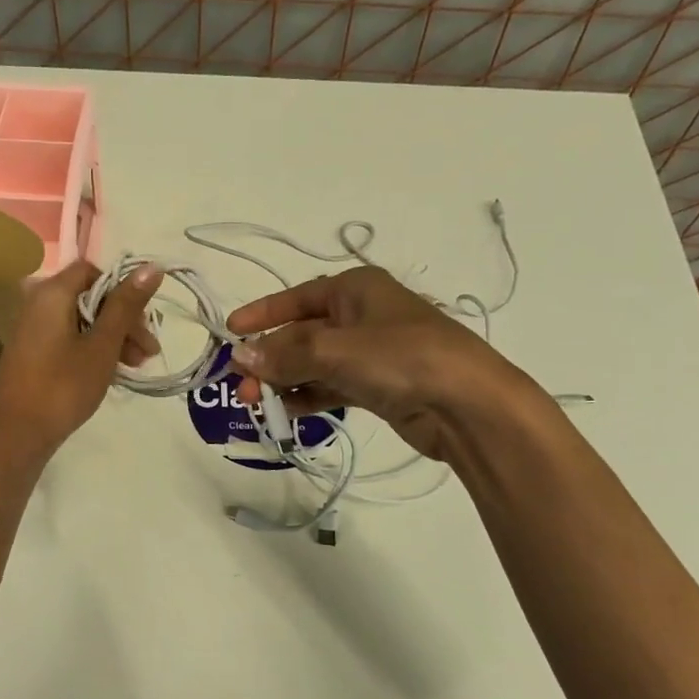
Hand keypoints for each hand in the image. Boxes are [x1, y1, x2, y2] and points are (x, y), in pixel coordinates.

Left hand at [0, 261, 160, 462]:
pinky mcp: (32, 352)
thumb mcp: (102, 345)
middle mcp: (38, 303)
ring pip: (81, 320)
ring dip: (112, 337)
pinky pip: (68, 338)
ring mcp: (32, 329)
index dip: (122, 291)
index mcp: (52, 293)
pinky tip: (111, 371)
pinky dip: (92, 348)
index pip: (93, 271)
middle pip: (89, 297)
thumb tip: (152, 266)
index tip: (143, 322)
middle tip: (148, 352)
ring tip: (135, 366)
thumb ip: (126, 305)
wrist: (18, 434)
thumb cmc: (64, 386)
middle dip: (123, 320)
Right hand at [225, 267, 530, 464]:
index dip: (261, 314)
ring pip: (313, 363)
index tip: (229, 332)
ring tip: (256, 403)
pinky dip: (308, 395)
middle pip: (301, 333)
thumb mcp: (337, 350)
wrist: (468, 405)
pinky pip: (331, 385)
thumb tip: (240, 356)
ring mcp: (370, 352)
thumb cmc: (402, 358)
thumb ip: (286, 354)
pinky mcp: (378, 385)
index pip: (296, 297)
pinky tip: (286, 410)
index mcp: (355, 288)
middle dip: (269, 358)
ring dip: (284, 380)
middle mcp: (361, 315)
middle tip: (241, 385)